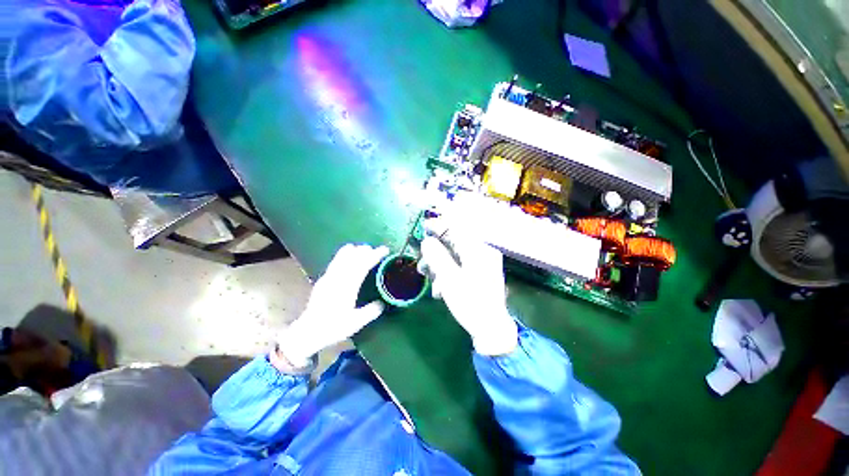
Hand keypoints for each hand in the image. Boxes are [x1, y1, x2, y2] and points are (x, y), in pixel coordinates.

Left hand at [276, 244, 389, 367]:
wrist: (308, 332)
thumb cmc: (333, 328)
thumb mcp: (356, 322)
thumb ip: (371, 311)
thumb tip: (382, 303)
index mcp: (348, 287)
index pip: (363, 265)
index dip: (374, 256)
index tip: (384, 250)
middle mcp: (337, 279)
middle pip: (352, 258)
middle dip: (364, 251)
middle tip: (375, 249)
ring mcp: (328, 278)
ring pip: (341, 258)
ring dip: (352, 251)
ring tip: (360, 248)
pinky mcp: (322, 281)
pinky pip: (334, 263)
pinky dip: (342, 256)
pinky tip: (344, 257)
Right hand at [418, 227, 517, 355]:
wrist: (490, 329)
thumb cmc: (471, 302)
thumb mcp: (450, 278)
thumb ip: (437, 257)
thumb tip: (427, 241)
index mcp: (480, 250)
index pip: (458, 229)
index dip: (440, 226)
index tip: (424, 226)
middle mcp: (482, 252)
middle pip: (454, 243)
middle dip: (436, 251)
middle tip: (422, 261)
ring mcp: (480, 264)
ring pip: (454, 255)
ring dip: (438, 264)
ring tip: (427, 277)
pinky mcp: (477, 274)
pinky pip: (458, 266)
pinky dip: (446, 272)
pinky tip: (439, 288)